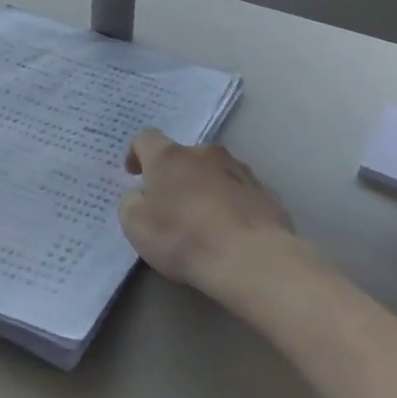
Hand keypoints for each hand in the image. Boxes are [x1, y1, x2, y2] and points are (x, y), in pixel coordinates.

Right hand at [119, 129, 296, 297]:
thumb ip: (131, 202)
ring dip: (204, 188)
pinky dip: (229, 205)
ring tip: (203, 221)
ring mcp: (239, 170)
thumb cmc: (183, 237)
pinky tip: (229, 232)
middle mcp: (204, 153)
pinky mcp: (265, 192)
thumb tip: (141, 196)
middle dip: (174, 175)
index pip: (145, 138)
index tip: (134, 174)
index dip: (136, 154)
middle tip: (170, 205)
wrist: (251, 258)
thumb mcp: (135, 224)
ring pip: (213, 173)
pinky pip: (238, 193)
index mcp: (169, 156)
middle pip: (183, 157)